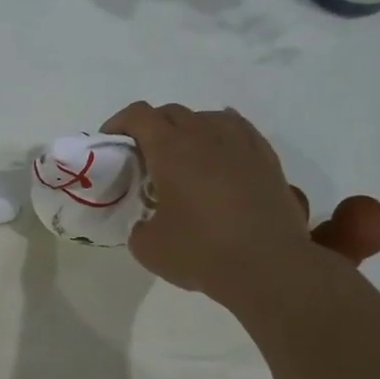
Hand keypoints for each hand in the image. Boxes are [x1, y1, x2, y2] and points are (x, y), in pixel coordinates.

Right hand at [101, 101, 379, 302]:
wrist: (268, 266)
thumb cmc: (201, 252)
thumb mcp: (148, 247)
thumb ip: (139, 226)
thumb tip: (147, 222)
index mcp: (171, 151)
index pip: (139, 116)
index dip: (119, 123)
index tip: (111, 142)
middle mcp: (206, 136)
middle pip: (172, 112)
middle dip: (152, 127)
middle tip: (143, 155)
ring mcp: (241, 144)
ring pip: (208, 117)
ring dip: (188, 129)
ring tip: (183, 155)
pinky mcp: (266, 160)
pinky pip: (239, 131)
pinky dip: (221, 136)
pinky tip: (220, 153)